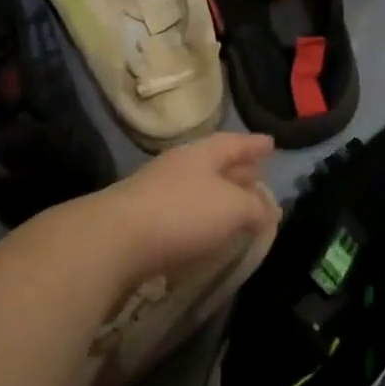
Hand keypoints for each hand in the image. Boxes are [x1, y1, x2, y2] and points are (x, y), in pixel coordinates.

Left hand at [94, 132, 280, 280]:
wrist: (113, 242)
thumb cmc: (182, 214)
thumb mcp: (233, 208)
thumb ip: (255, 208)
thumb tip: (269, 210)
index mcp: (201, 154)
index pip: (234, 143)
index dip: (254, 145)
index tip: (272, 144)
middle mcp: (178, 167)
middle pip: (215, 164)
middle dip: (238, 170)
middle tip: (258, 174)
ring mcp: (156, 193)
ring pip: (198, 189)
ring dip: (219, 197)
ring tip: (238, 208)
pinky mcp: (141, 222)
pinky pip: (182, 214)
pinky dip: (201, 220)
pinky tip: (208, 234)